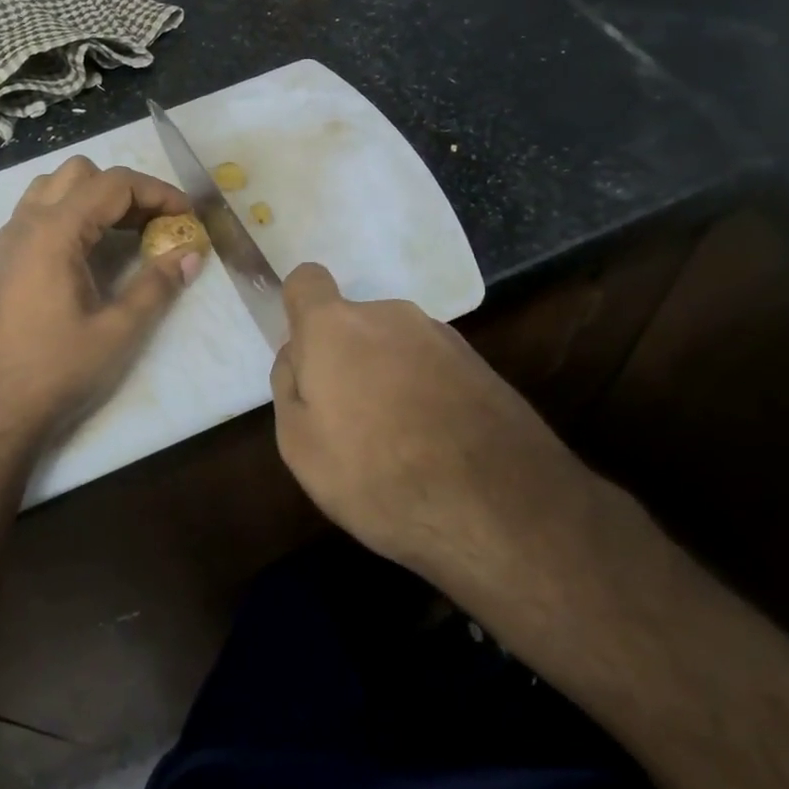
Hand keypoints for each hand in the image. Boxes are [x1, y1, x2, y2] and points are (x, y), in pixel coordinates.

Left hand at [0, 157, 201, 458]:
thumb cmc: (55, 371)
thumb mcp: (117, 331)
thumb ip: (157, 286)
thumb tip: (191, 255)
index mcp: (54, 232)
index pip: (113, 184)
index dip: (157, 192)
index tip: (187, 215)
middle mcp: (26, 223)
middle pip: (81, 174)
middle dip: (125, 189)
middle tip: (156, 223)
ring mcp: (8, 240)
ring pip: (54, 187)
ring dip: (94, 196)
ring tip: (125, 231)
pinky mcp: (1, 260)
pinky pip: (37, 212)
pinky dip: (70, 212)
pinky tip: (89, 251)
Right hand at [269, 263, 589, 582]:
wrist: (499, 507)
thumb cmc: (378, 475)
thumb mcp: (300, 446)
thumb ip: (288, 387)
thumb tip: (297, 356)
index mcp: (337, 327)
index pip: (307, 281)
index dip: (300, 311)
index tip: (306, 357)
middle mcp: (390, 315)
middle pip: (353, 325)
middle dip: (346, 361)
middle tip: (349, 423)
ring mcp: (441, 336)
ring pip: (395, 347)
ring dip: (388, 379)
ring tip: (398, 445)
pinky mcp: (480, 364)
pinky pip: (432, 369)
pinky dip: (425, 395)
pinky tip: (435, 448)